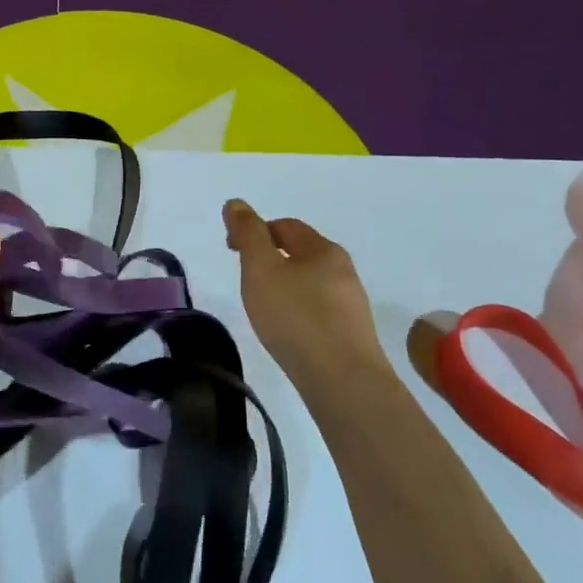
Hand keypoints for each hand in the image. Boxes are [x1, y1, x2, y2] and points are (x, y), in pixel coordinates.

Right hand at [223, 199, 390, 393]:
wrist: (342, 379)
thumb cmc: (295, 316)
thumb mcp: (261, 268)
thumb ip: (247, 234)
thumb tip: (235, 203)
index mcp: (322, 249)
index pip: (285, 226)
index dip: (254, 231)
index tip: (230, 250)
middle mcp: (343, 270)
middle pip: (300, 253)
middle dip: (270, 258)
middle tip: (244, 279)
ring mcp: (351, 303)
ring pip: (310, 282)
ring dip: (284, 285)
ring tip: (262, 307)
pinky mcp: (351, 333)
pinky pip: (318, 309)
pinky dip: (297, 309)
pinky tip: (286, 330)